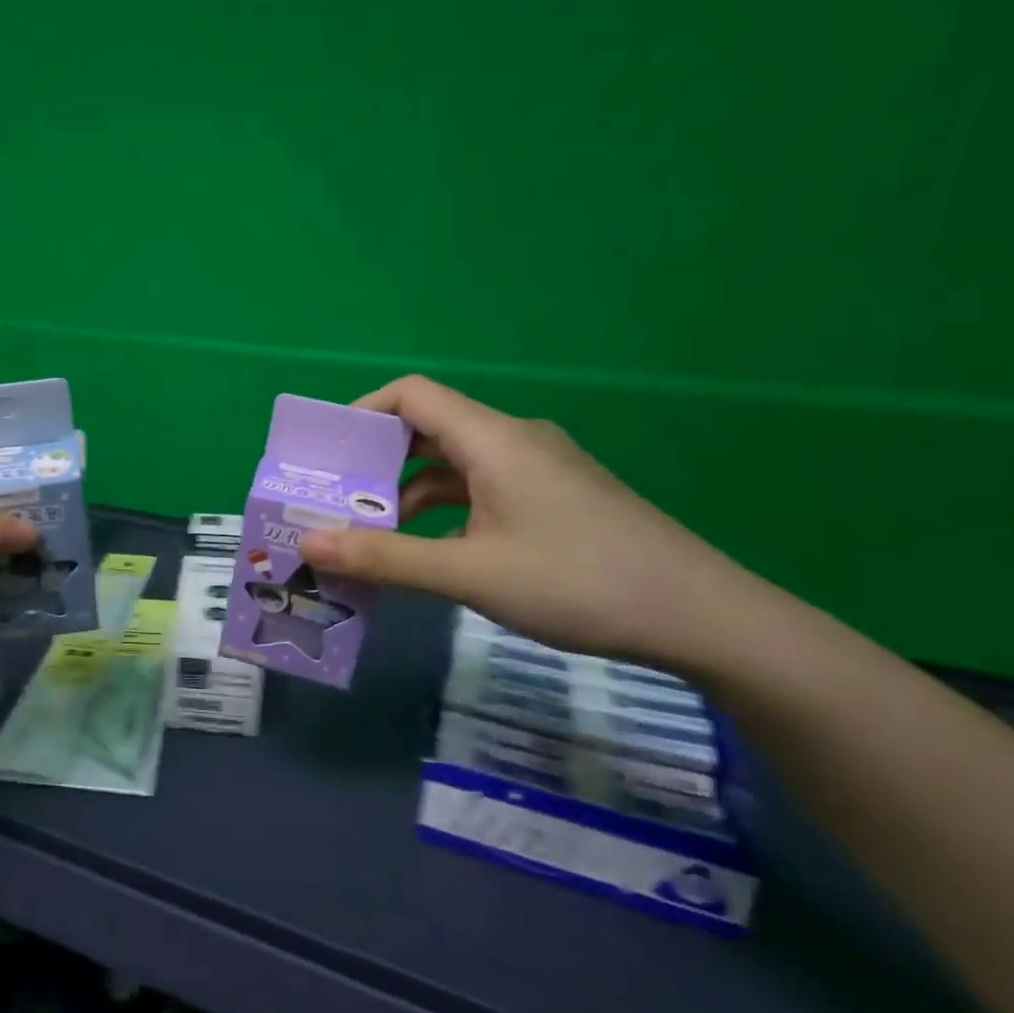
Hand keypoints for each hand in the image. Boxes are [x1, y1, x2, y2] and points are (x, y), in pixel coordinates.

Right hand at [300, 375, 753, 667]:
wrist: (702, 617)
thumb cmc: (578, 582)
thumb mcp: (470, 573)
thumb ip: (386, 557)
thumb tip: (311, 543)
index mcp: (493, 440)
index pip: (411, 396)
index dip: (361, 412)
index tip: (326, 454)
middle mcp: (514, 441)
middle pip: (429, 429)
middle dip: (376, 462)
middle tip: (335, 500)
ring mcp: (539, 470)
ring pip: (455, 466)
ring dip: (409, 493)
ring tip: (371, 534)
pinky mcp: (554, 498)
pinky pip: (482, 490)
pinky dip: (445, 511)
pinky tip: (431, 553)